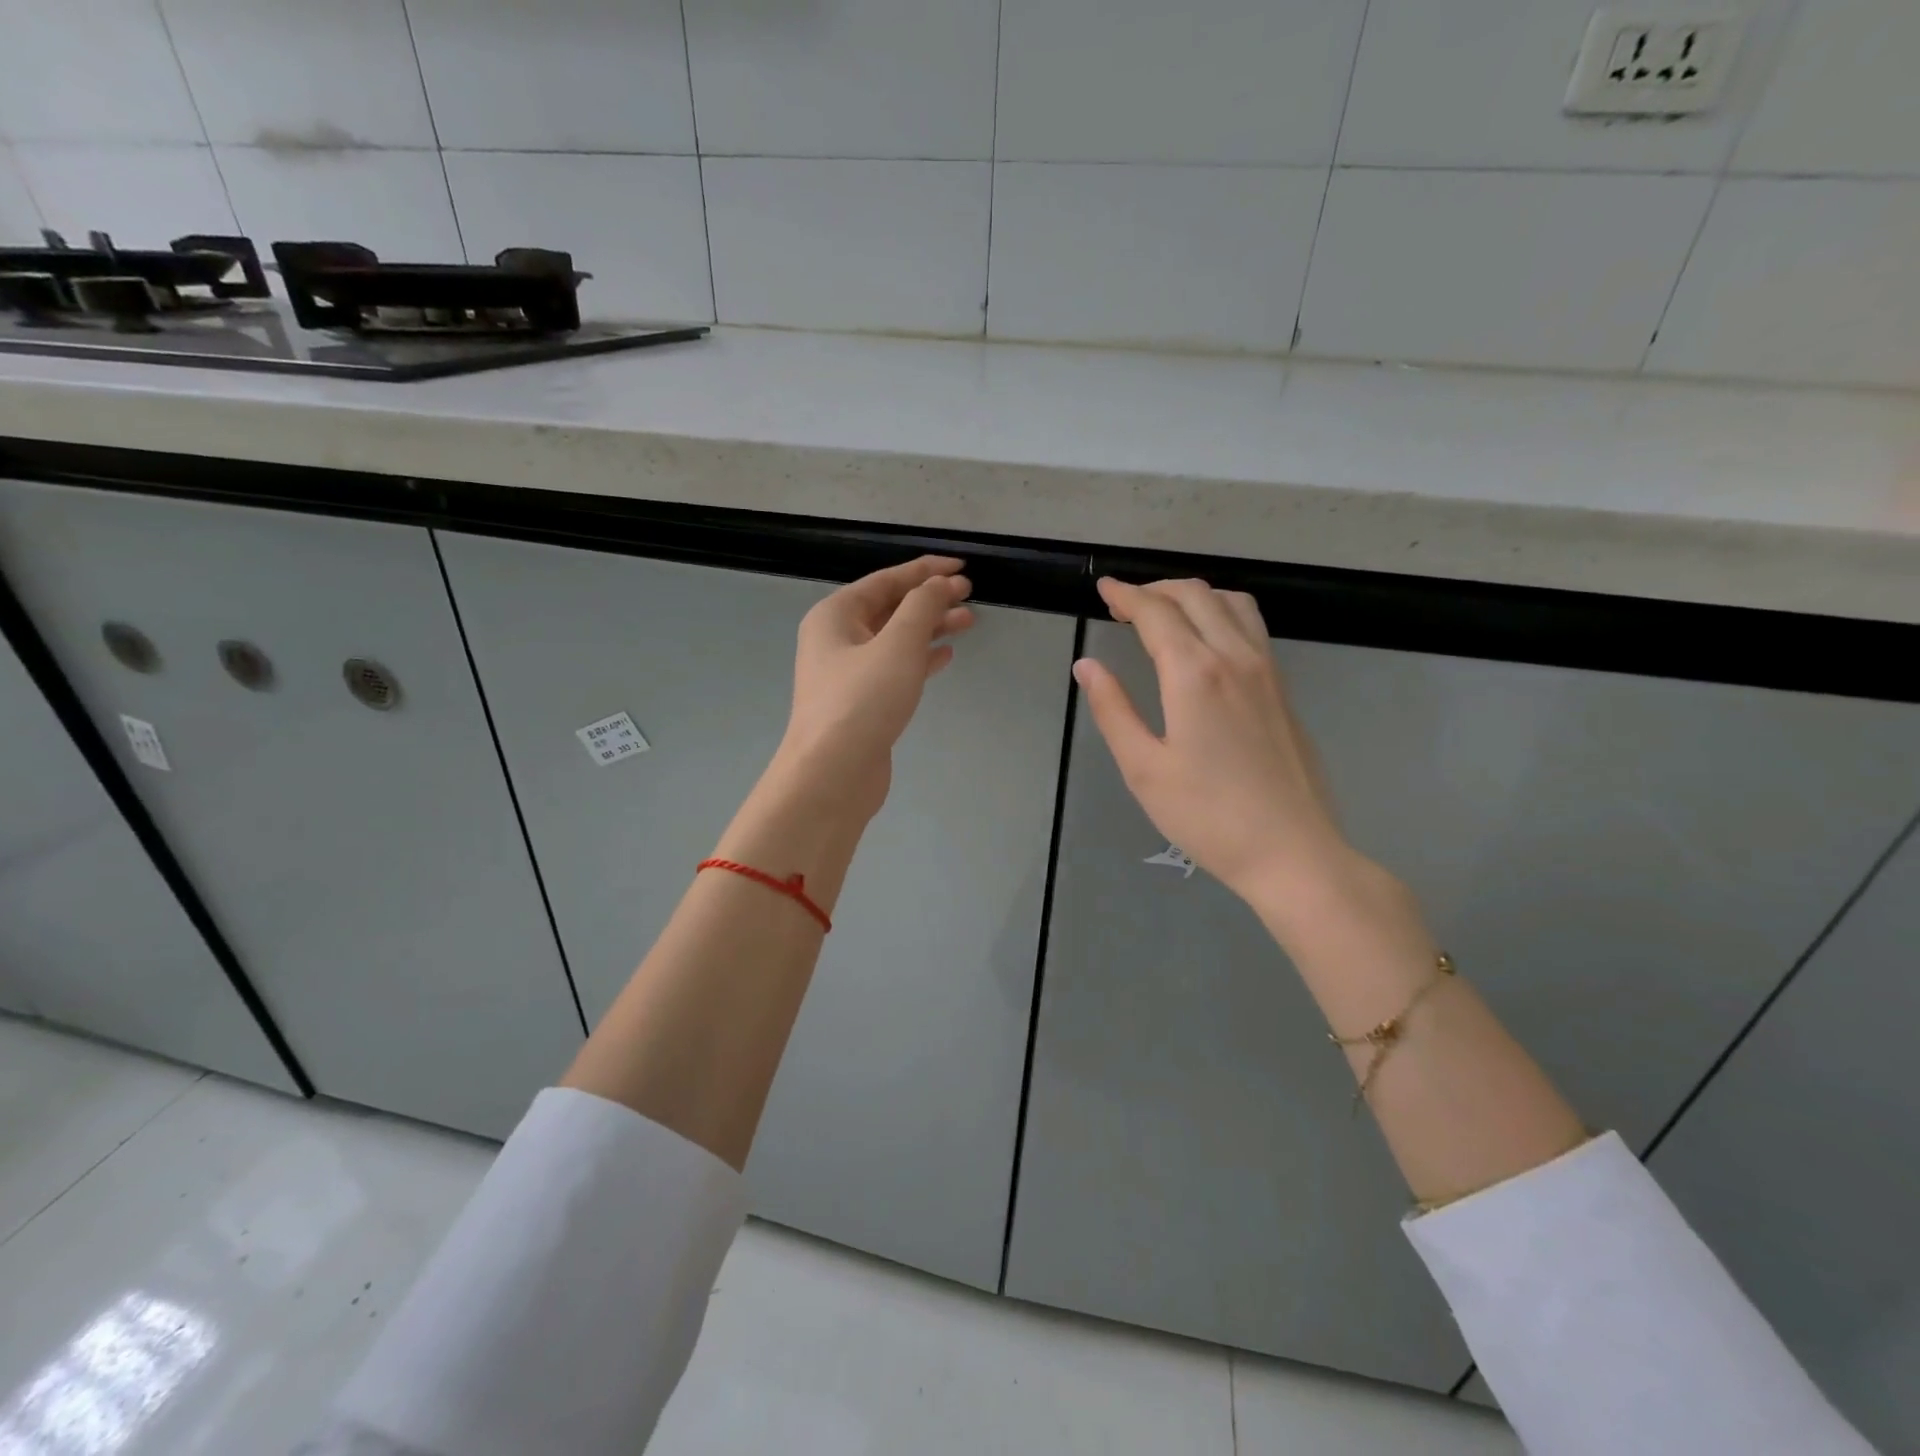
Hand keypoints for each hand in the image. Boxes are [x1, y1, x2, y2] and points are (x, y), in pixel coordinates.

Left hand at [772, 555, 974, 820]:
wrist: (832, 774)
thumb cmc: (862, 701)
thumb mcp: (898, 644)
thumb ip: (922, 606)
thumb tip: (940, 584)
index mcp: (835, 615)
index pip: (886, 580)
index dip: (925, 570)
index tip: (962, 568)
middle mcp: (837, 639)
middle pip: (890, 608)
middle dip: (930, 600)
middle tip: (970, 597)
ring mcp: (848, 674)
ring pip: (895, 640)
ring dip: (930, 628)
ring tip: (968, 623)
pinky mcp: (862, 703)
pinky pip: (895, 669)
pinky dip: (921, 659)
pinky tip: (945, 656)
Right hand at [1074, 577, 1356, 907]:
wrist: (1292, 851)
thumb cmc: (1207, 816)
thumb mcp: (1144, 769)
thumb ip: (1113, 710)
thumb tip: (1087, 666)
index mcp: (1194, 674)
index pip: (1156, 613)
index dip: (1126, 595)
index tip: (1103, 588)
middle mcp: (1234, 657)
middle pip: (1195, 595)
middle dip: (1155, 589)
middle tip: (1124, 604)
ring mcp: (1266, 670)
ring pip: (1231, 602)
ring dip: (1192, 594)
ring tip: (1164, 613)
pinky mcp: (1283, 689)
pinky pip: (1251, 625)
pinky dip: (1220, 611)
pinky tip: (1206, 638)